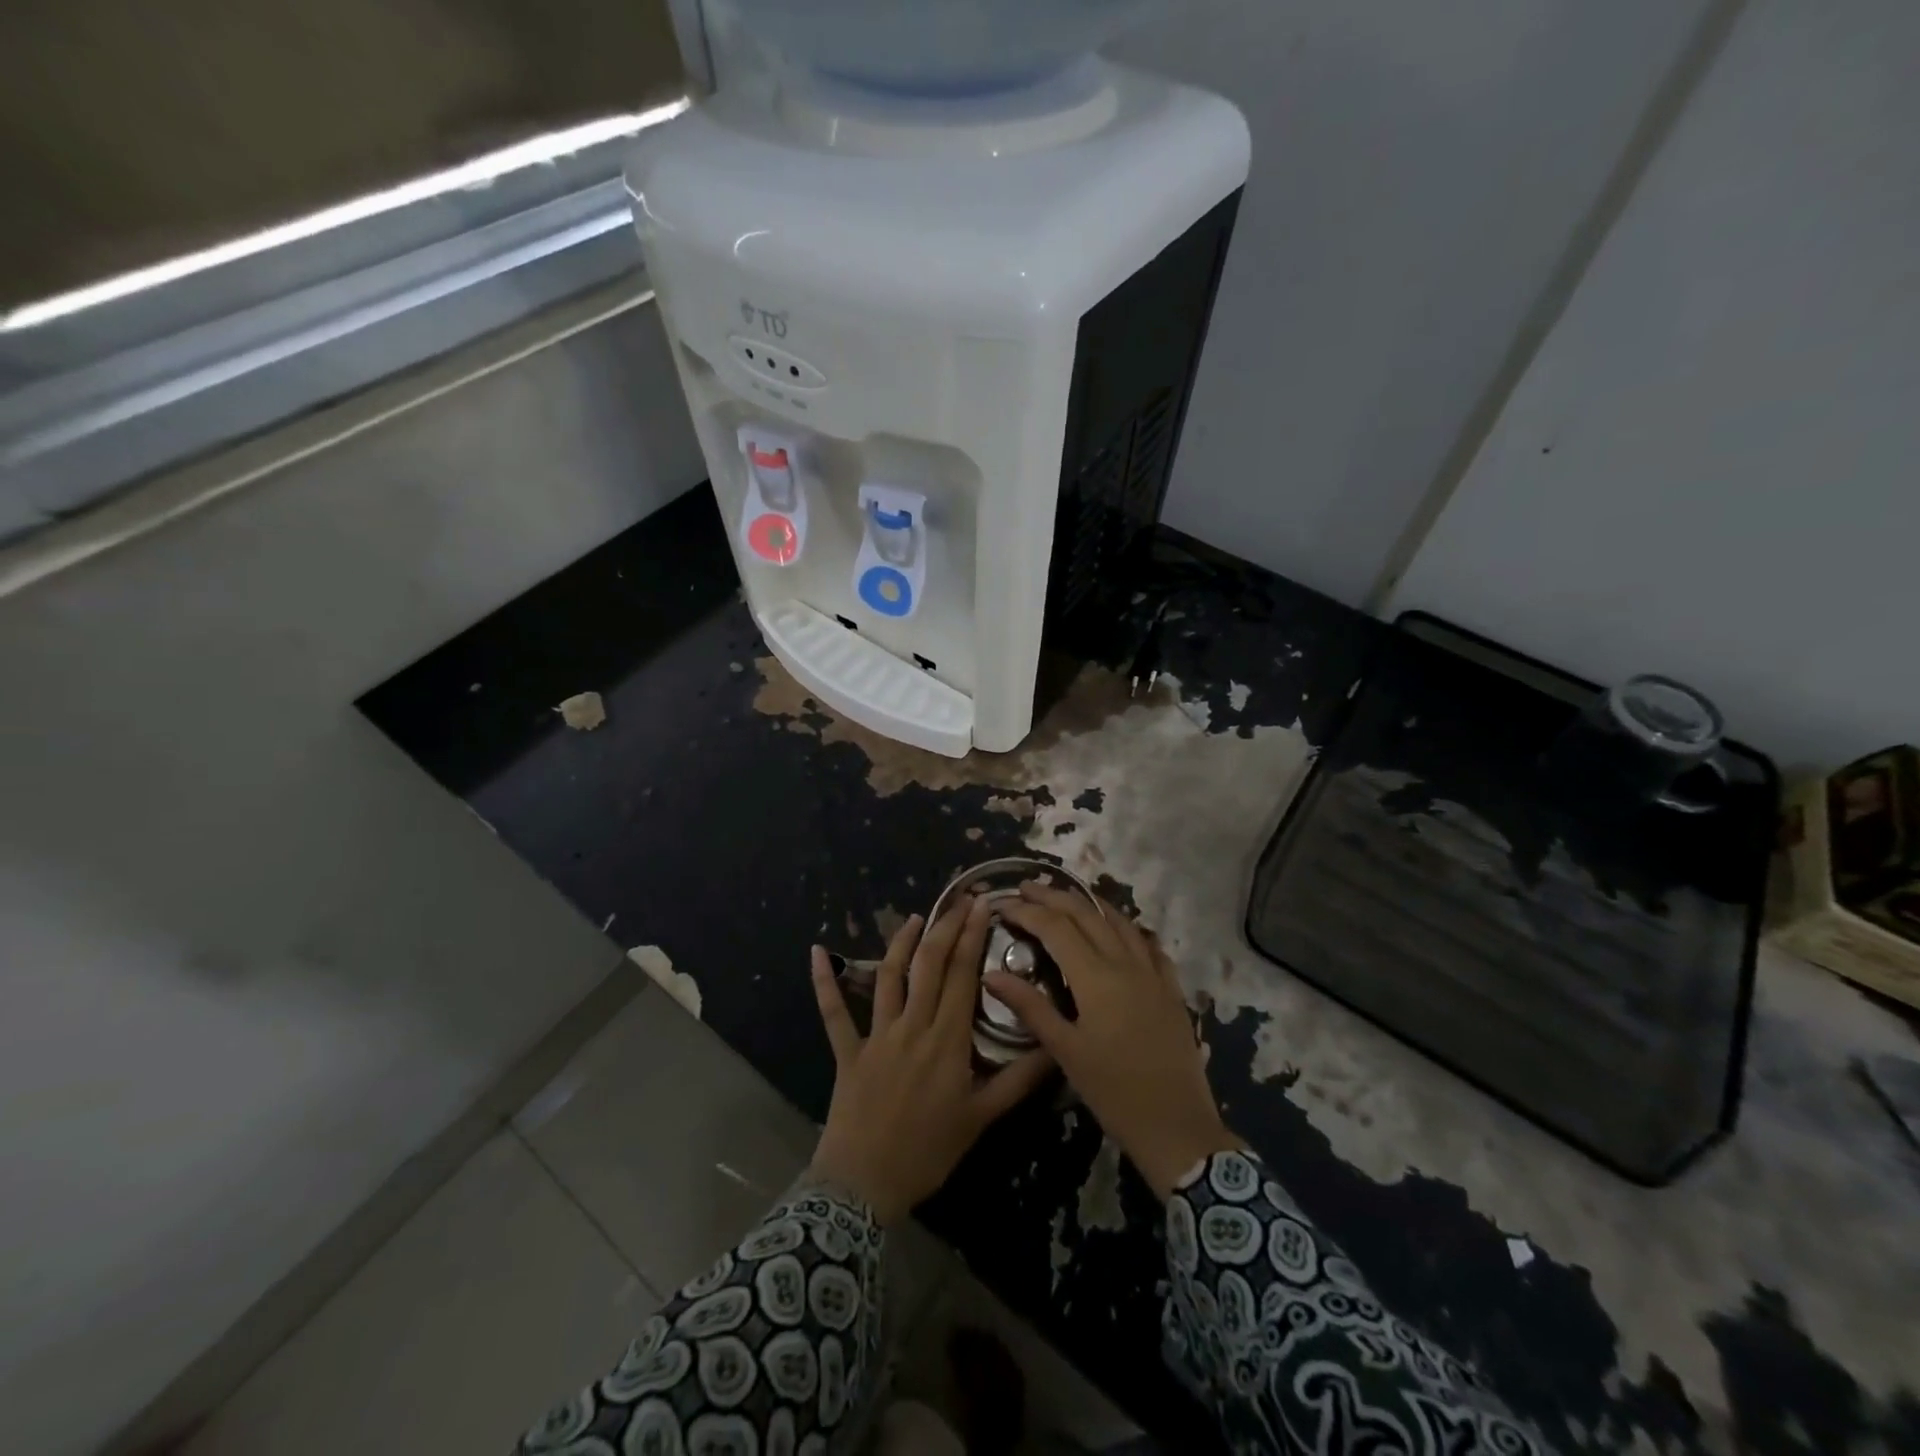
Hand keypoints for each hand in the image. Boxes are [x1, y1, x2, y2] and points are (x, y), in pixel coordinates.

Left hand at [809, 899, 1053, 1223]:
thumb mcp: (981, 1119)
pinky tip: (817, 952)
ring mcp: (876, 1035)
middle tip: (959, 900)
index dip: (973, 936)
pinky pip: (833, 1012)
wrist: (865, 1185)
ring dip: (901, 942)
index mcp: (947, 1040)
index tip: (983, 905)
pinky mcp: (847, 1051)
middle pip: (930, 965)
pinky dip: (825, 982)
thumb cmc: (928, 1152)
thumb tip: (1055, 1047)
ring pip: (889, 977)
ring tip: (914, 917)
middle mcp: (913, 1026)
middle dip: (946, 927)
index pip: (963, 975)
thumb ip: (1018, 1080)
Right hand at [985, 884, 1239, 1198]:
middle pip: (1086, 914)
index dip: (1028, 911)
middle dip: (1054, 896)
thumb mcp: (1065, 1051)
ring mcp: (1153, 973)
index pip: (1056, 928)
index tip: (1003, 904)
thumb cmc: (1114, 1092)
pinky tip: (1121, 929)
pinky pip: (1148, 944)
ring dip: (1090, 904)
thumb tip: (991, 973)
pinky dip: (1128, 928)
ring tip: (1067, 897)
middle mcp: (1125, 963)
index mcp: (1096, 977)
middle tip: (1027, 887)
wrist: (1178, 1126)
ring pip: (1119, 922)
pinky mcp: (1171, 989)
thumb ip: (1030, 1007)